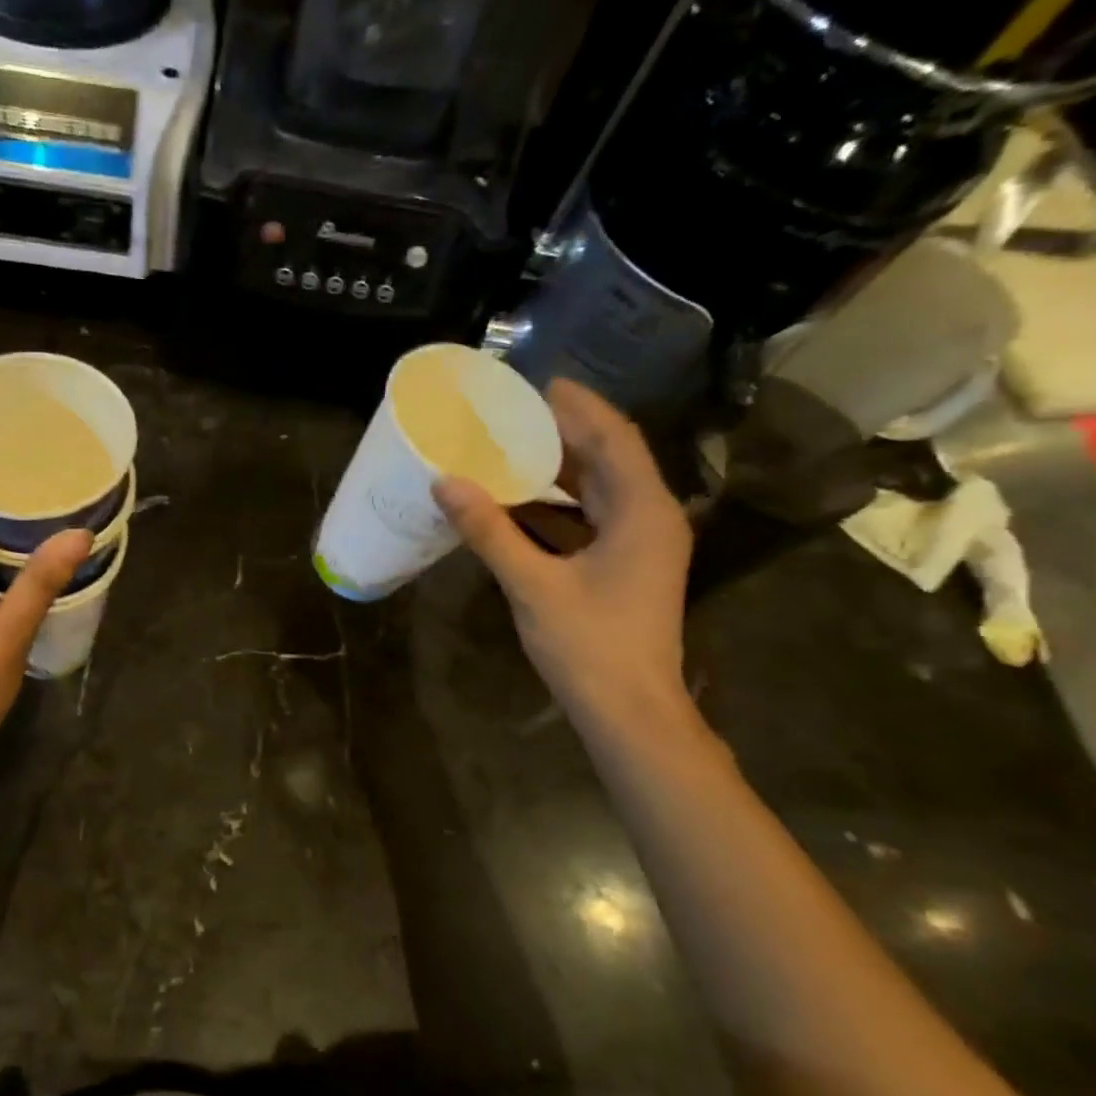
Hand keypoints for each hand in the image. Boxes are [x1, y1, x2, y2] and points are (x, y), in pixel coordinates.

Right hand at [434, 378, 692, 723]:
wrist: (629, 711)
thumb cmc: (589, 645)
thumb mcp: (532, 584)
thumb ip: (489, 531)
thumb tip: (445, 483)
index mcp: (642, 511)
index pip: (614, 438)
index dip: (580, 406)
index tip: (539, 383)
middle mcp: (650, 518)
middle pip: (609, 458)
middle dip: (564, 433)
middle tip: (512, 414)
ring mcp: (641, 544)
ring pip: (600, 490)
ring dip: (559, 470)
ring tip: (508, 449)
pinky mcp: (626, 567)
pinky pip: (592, 519)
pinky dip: (558, 506)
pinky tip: (517, 503)